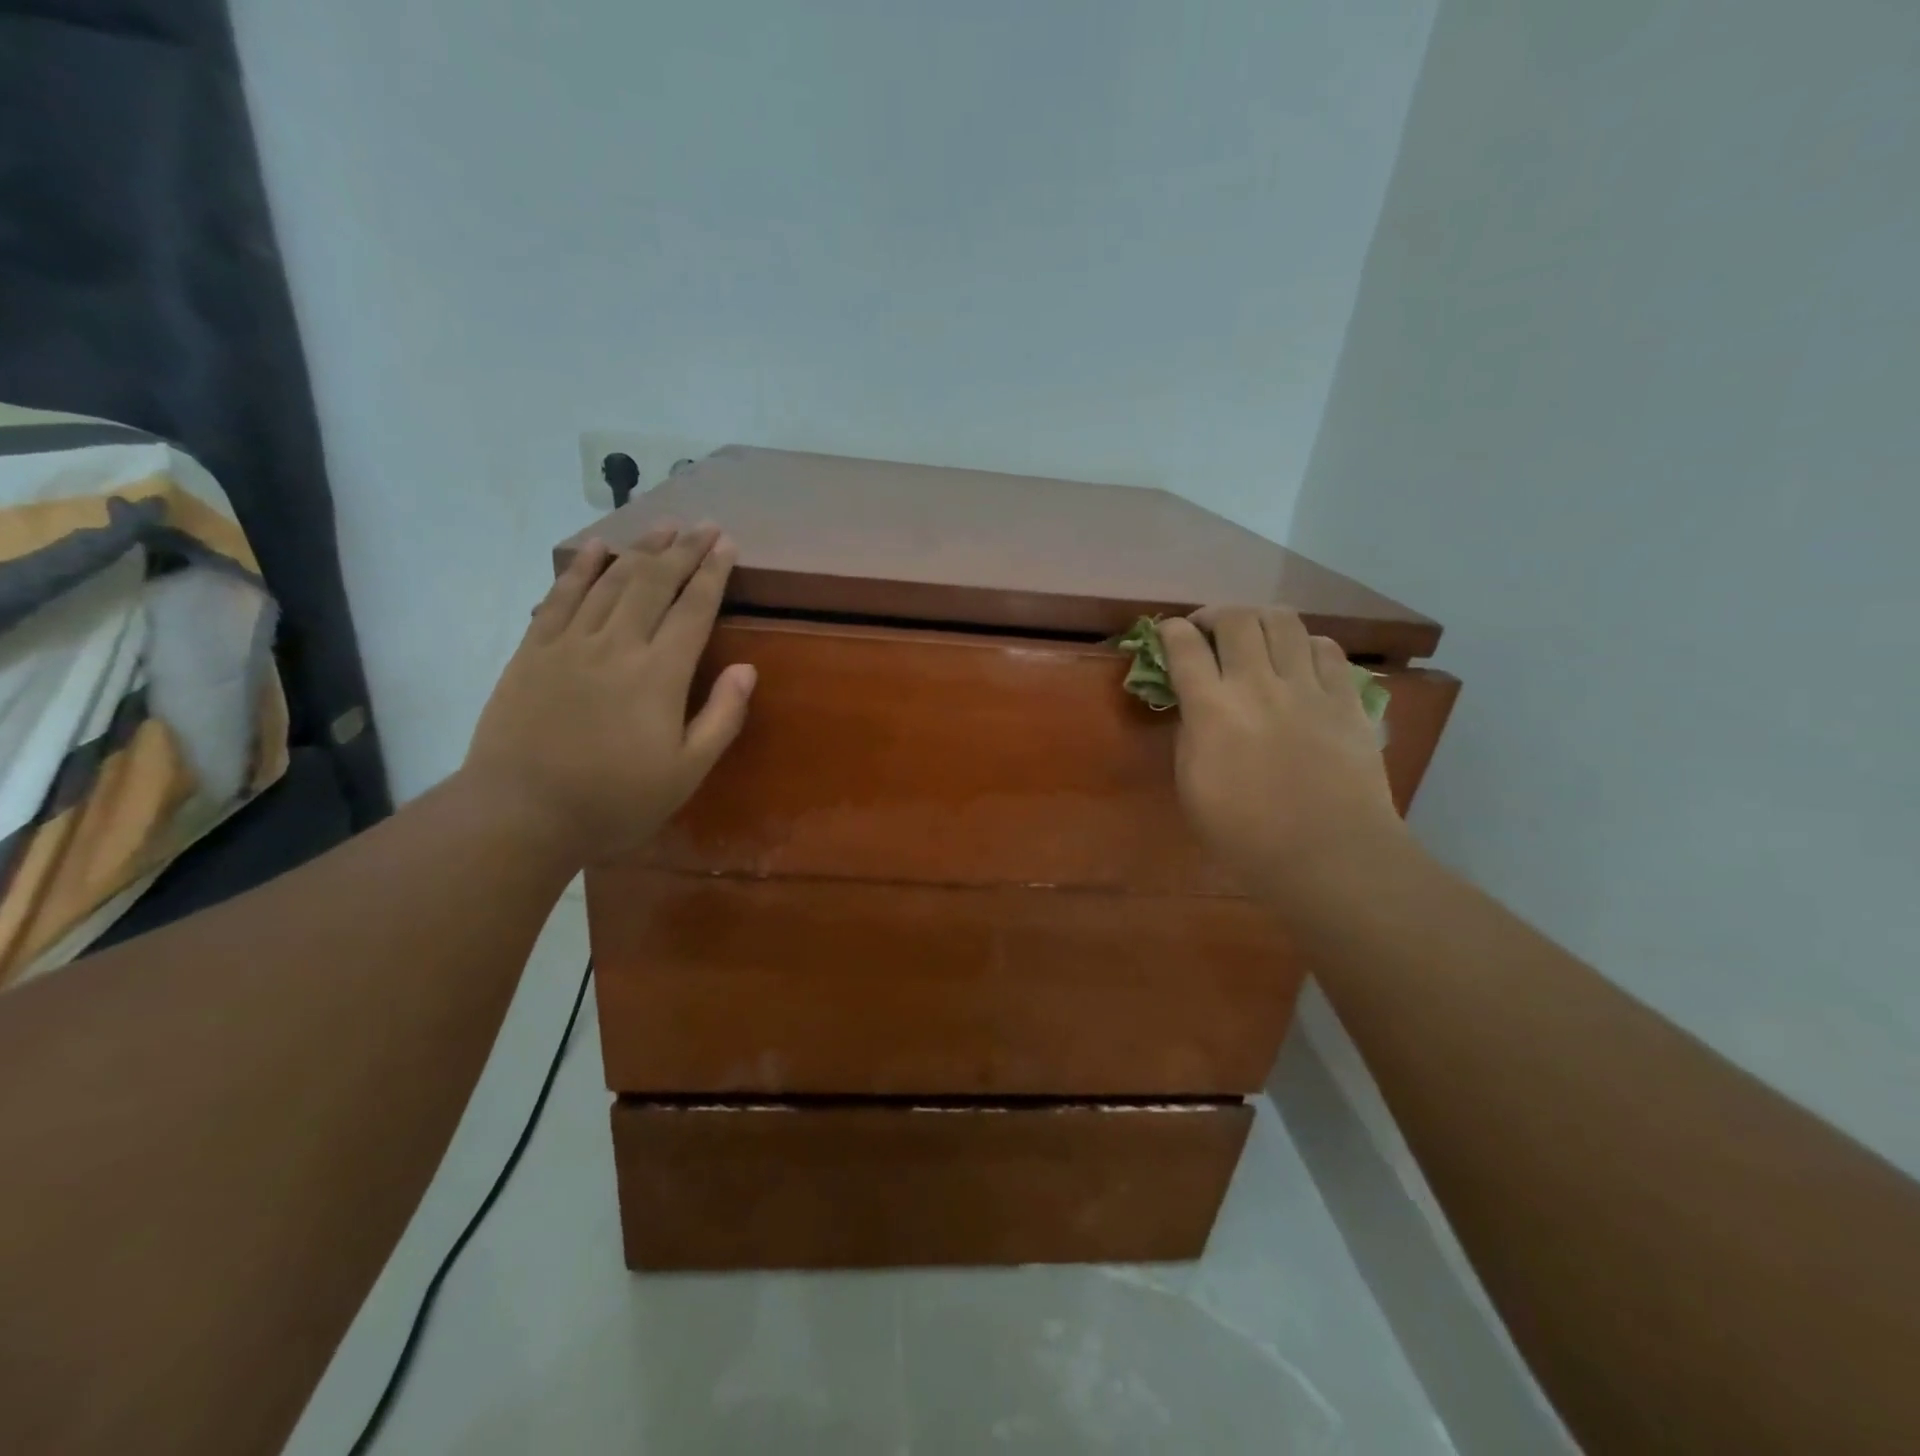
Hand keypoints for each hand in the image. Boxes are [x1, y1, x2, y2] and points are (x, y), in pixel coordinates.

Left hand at [462, 524, 754, 866]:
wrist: (521, 813)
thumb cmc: (615, 800)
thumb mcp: (686, 772)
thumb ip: (721, 718)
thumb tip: (746, 669)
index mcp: (660, 675)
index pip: (694, 610)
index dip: (713, 574)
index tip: (727, 545)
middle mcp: (617, 645)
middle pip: (655, 584)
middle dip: (683, 550)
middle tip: (703, 525)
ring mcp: (570, 643)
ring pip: (611, 582)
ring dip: (640, 550)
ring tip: (663, 526)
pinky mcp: (533, 651)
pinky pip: (560, 597)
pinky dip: (580, 569)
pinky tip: (595, 548)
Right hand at [1161, 607, 1405, 904]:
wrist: (1328, 854)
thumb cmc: (1245, 833)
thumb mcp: (1192, 787)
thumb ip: (1189, 735)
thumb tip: (1195, 706)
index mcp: (1212, 710)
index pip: (1184, 647)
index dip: (1171, 631)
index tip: (1167, 632)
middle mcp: (1258, 685)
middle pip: (1235, 619)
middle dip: (1213, 615)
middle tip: (1207, 631)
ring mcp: (1307, 688)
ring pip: (1283, 621)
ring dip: (1259, 620)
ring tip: (1253, 636)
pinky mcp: (1346, 699)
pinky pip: (1326, 649)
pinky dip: (1305, 645)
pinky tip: (1298, 661)